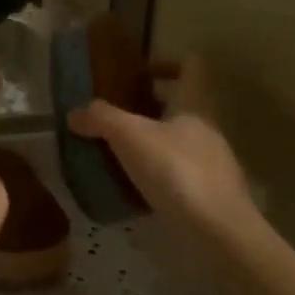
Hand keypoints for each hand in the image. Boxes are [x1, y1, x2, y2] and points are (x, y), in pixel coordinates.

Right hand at [68, 56, 252, 233]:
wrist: (219, 232)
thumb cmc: (177, 171)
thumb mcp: (131, 137)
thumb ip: (102, 119)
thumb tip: (75, 112)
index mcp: (194, 105)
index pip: (191, 67)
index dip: (168, 62)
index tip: (140, 72)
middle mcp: (207, 128)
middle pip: (182, 105)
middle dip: (150, 106)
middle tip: (117, 114)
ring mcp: (212, 163)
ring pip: (180, 140)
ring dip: (153, 141)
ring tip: (119, 152)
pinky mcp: (209, 194)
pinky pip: (180, 172)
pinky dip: (158, 173)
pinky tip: (135, 186)